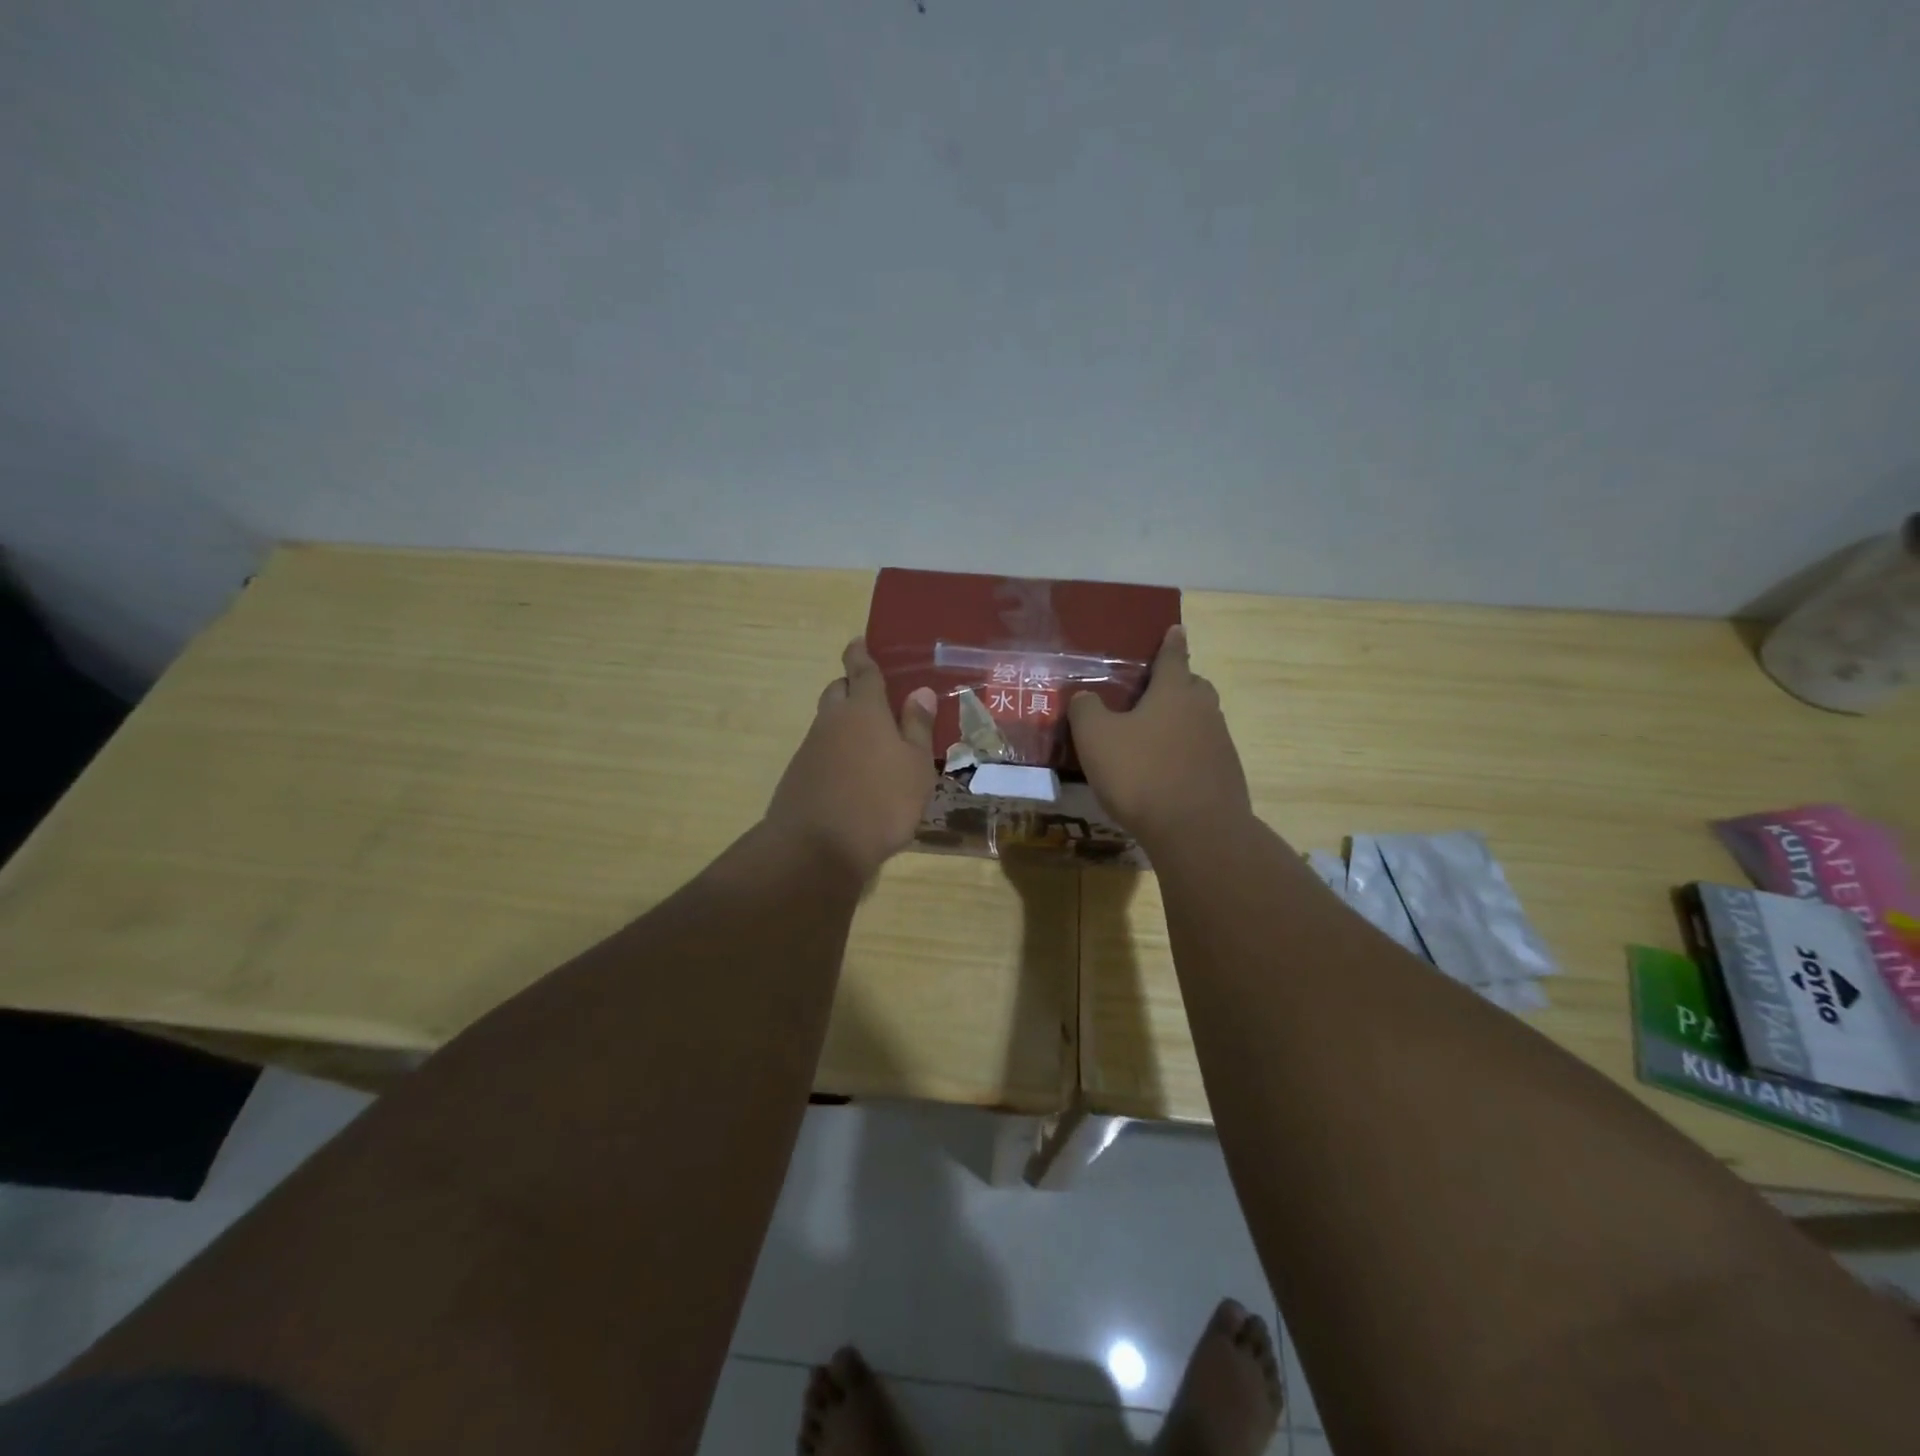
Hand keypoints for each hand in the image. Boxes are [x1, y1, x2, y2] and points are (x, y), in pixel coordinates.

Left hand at [765, 638, 938, 881]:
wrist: (817, 847)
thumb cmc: (881, 801)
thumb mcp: (915, 765)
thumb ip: (916, 727)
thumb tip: (920, 691)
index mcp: (864, 710)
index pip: (862, 671)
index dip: (861, 654)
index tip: (859, 641)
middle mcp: (832, 721)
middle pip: (838, 691)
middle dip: (851, 686)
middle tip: (873, 697)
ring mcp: (810, 749)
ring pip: (828, 722)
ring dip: (844, 723)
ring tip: (870, 742)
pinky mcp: (798, 775)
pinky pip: (820, 751)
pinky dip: (836, 752)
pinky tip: (852, 774)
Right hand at [1068, 625, 1252, 845]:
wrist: (1196, 831)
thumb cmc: (1141, 773)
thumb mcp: (1096, 738)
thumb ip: (1086, 711)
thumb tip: (1085, 697)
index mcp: (1174, 692)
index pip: (1173, 657)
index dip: (1171, 642)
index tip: (1176, 629)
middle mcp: (1203, 711)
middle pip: (1194, 687)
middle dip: (1178, 684)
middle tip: (1154, 693)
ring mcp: (1220, 744)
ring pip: (1200, 722)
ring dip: (1181, 723)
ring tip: (1154, 739)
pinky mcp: (1226, 777)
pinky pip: (1203, 754)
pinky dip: (1187, 755)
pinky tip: (1167, 774)